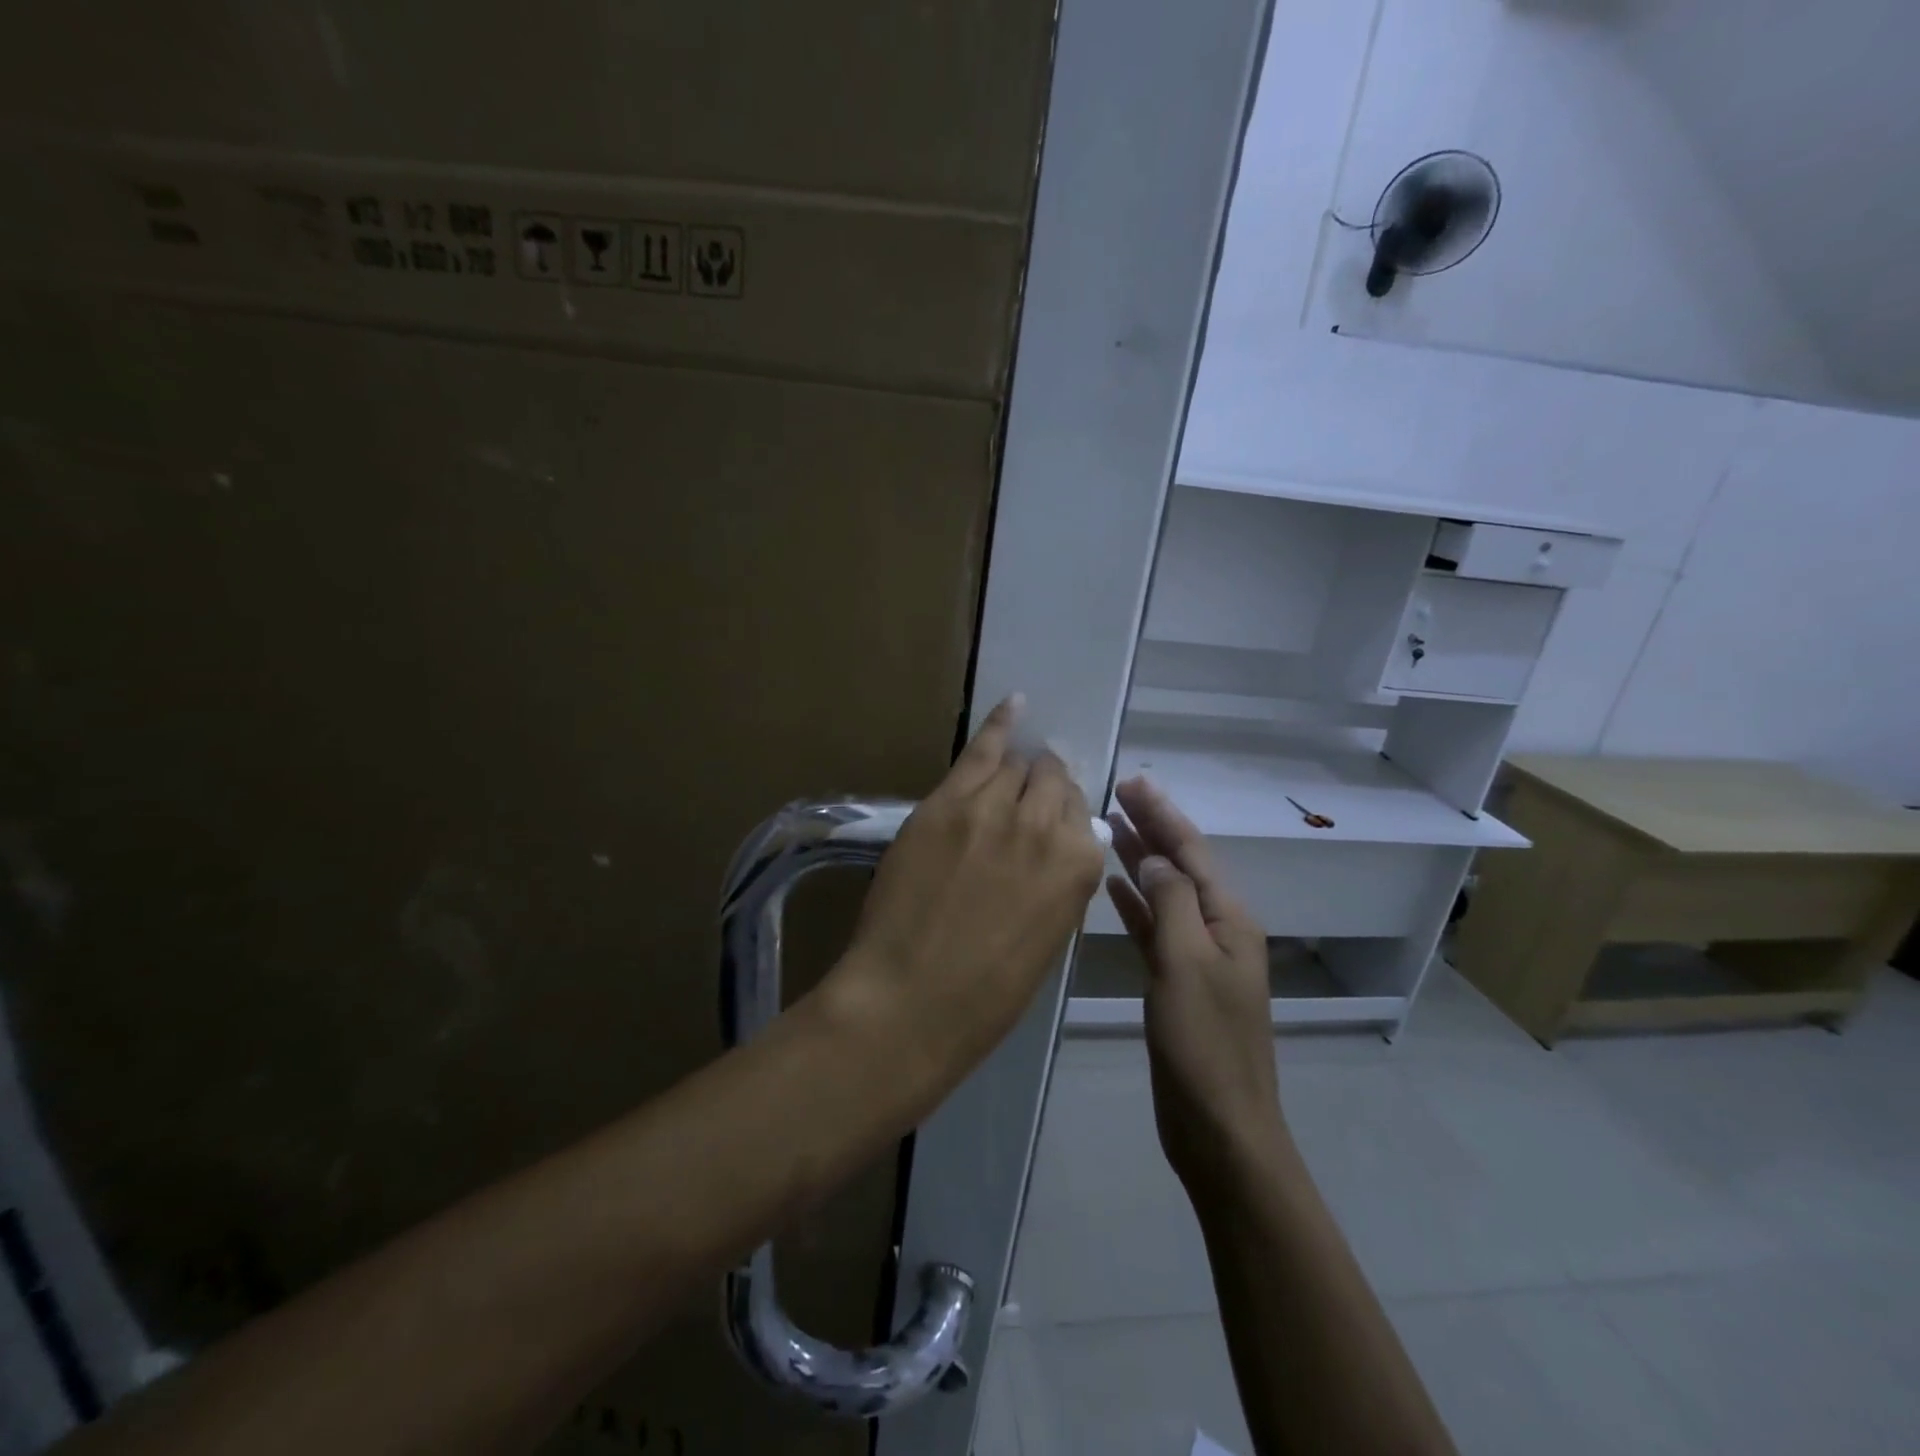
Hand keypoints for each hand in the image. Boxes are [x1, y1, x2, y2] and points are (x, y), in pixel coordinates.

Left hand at [829, 696, 1104, 1091]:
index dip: (1061, 817)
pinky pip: (981, 749)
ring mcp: (993, 807)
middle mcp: (1046, 825)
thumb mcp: (1046, 939)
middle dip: (1043, 788)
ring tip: (1010, 772)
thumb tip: (1056, 850)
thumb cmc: (986, 993)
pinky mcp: (947, 802)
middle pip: (1052, 781)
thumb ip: (1059, 883)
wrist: (911, 999)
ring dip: (1017, 770)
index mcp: (1080, 867)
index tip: (1046, 825)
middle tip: (1025, 802)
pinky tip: (1014, 704)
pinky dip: (999, 724)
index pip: (1080, 814)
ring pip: (1018, 765)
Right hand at [1105, 776, 1285, 1194]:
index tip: (1132, 782)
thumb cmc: (1205, 1044)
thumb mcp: (1187, 963)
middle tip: (1116, 792)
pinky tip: (1113, 887)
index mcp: (1230, 918)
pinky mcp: (1176, 981)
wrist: (1219, 1127)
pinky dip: (1135, 903)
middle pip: (1180, 865)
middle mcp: (1217, 929)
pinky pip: (1154, 928)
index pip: (1192, 850)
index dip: (1162, 814)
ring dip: (1139, 860)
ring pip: (1164, 893)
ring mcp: (1197, 956)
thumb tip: (1155, 858)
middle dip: (1151, 828)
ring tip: (1108, 827)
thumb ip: (1171, 903)